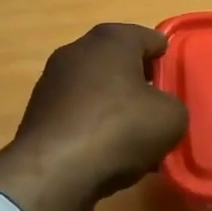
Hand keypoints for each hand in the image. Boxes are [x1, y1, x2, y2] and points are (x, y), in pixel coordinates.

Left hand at [0, 23, 187, 210]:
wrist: (54, 171)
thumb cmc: (119, 129)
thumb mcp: (170, 118)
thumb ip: (172, 106)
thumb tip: (160, 111)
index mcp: (111, 40)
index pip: (149, 39)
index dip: (165, 60)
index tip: (174, 82)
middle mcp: (77, 50)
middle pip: (118, 62)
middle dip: (138, 82)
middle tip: (157, 109)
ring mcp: (52, 80)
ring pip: (95, 89)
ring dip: (113, 106)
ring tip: (132, 137)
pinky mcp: (37, 112)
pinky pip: (76, 113)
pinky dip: (91, 125)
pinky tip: (104, 152)